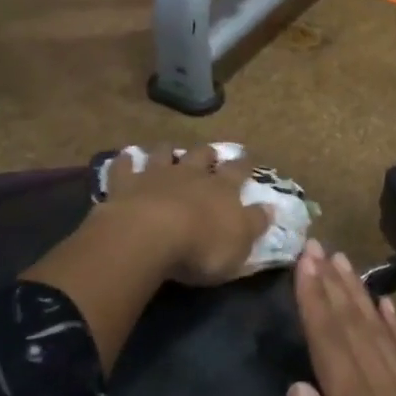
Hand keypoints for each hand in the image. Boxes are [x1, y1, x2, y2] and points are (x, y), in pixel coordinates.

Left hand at [99, 144, 270, 286]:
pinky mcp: (126, 184)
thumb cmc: (201, 246)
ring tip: (168, 150)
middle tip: (209, 153)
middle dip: (207, 153)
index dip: (244, 164)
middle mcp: (190, 175)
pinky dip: (124, 161)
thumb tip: (271, 207)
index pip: (238, 171)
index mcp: (222, 188)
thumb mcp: (240, 242)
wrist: (149, 237)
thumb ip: (255, 222)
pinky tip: (124, 157)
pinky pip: (124, 167)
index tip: (248, 157)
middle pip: (201, 156)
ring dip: (167, 151)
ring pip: (164, 154)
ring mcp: (156, 175)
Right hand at [285, 241, 395, 395]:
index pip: (331, 345)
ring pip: (380, 333)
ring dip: (359, 295)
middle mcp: (386, 395)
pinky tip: (387, 305)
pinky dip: (395, 325)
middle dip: (333, 285)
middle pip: (354, 328)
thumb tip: (297, 388)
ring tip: (343, 262)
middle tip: (316, 246)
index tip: (302, 264)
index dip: (315, 302)